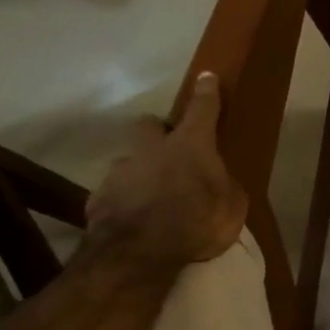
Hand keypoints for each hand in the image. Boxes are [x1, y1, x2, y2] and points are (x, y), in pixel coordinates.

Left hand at [86, 72, 249, 270]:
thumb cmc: (197, 221)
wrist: (139, 253)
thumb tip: (219, 182)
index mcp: (191, 144)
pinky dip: (124, 200)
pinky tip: (133, 219)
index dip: (206, 92)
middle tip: (167, 148)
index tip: (206, 76)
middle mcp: (152, 149)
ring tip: (150, 196)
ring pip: (129, 161)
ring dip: (139, 172)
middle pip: (148, 124)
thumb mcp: (232, 206)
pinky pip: (114, 193)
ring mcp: (120, 172)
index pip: (202, 109)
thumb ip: (225, 187)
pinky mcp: (97, 198)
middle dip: (156, 131)